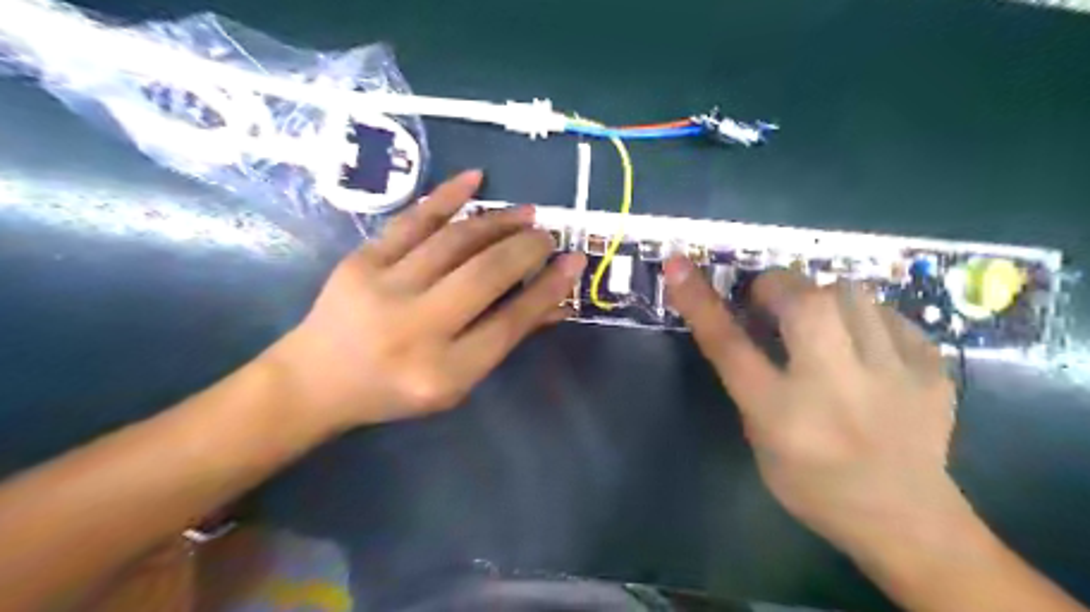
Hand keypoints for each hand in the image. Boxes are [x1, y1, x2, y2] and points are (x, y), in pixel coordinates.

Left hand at [265, 170, 587, 431]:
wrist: (316, 379)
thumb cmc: (395, 390)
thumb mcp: (456, 382)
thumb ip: (503, 339)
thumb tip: (554, 301)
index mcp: (443, 372)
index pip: (510, 322)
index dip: (548, 289)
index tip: (574, 262)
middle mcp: (415, 329)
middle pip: (486, 275)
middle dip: (527, 248)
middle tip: (548, 235)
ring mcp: (383, 289)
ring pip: (455, 241)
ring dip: (498, 222)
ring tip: (526, 213)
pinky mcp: (361, 261)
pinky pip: (412, 219)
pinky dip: (447, 196)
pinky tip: (476, 179)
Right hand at [664, 259, 961, 554]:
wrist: (908, 520)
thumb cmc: (814, 485)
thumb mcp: (761, 440)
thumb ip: (751, 381)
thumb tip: (751, 322)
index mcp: (782, 413)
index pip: (729, 345)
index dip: (699, 301)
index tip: (678, 263)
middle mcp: (835, 388)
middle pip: (804, 302)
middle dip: (778, 285)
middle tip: (770, 299)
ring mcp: (892, 376)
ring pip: (851, 294)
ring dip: (822, 298)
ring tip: (819, 322)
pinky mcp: (932, 370)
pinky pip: (889, 314)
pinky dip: (865, 317)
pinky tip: (863, 343)